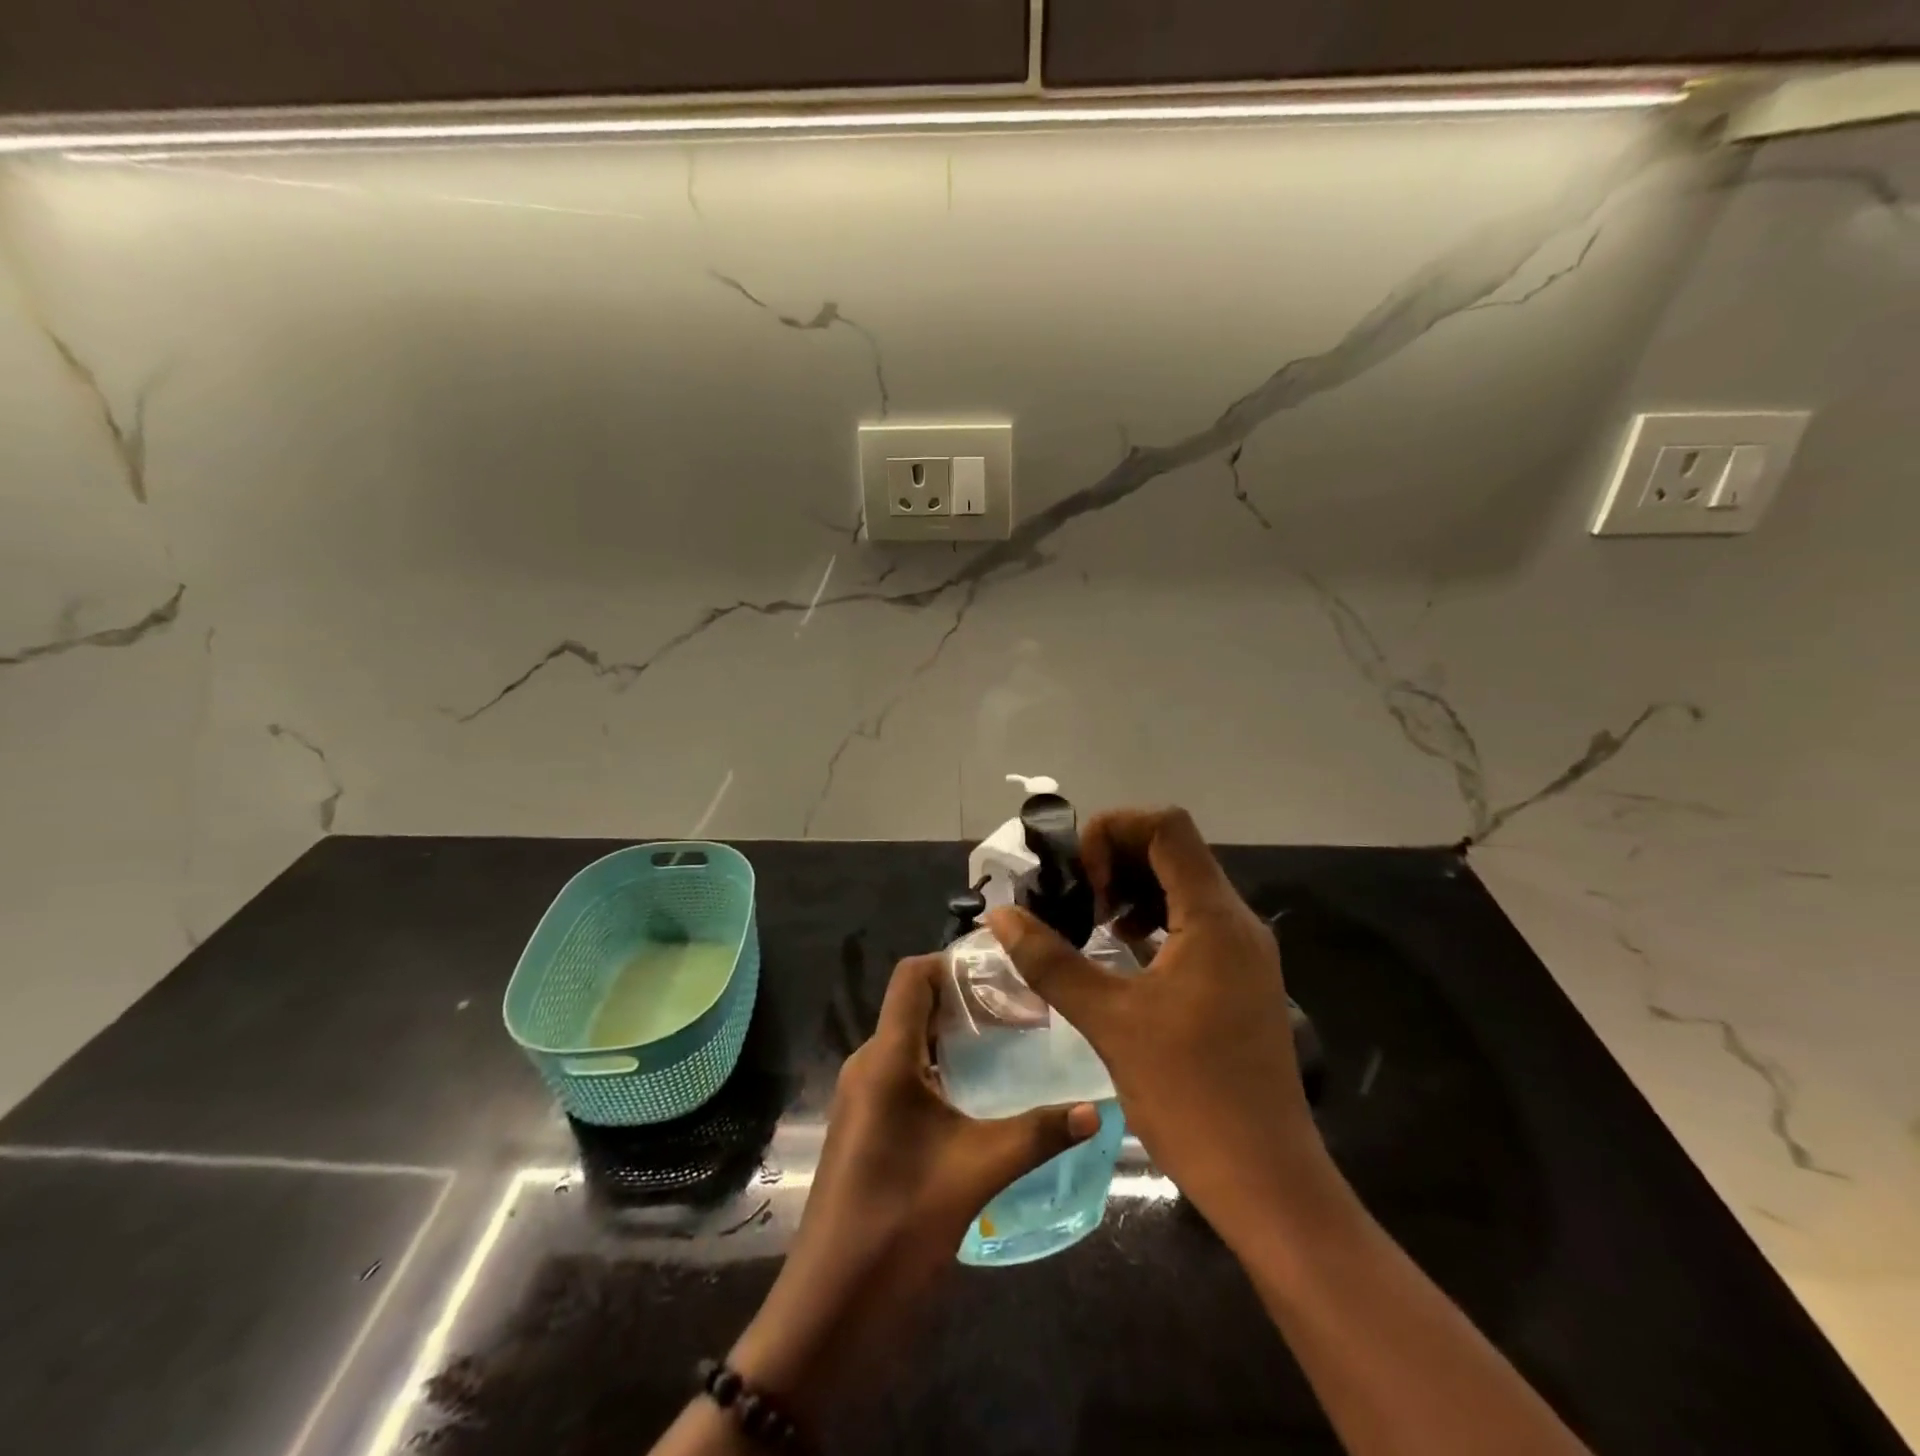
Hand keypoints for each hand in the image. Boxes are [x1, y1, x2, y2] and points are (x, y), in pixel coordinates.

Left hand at [729, 954, 1098, 1421]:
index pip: (912, 976)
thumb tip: (1098, 1108)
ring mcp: (863, 1096)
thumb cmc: (898, 1223)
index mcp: (886, 1058)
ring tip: (1010, 1044)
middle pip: (915, 1005)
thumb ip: (1038, 1134)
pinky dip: (942, 1067)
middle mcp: (869, 1064)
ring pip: (911, 1041)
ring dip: (955, 1036)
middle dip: (965, 999)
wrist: (830, 1308)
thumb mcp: (977, 1172)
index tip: (1003, 971)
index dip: (953, 962)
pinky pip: (905, 1073)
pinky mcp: (866, 1124)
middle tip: (1022, 1009)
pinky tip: (981, 1094)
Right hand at [986, 807, 1331, 1253]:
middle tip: (1077, 900)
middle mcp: (1236, 921)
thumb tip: (1001, 916)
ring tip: (1093, 924)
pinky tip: (1121, 952)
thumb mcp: (1109, 1021)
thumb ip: (1051, 960)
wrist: (1266, 1181)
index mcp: (1213, 917)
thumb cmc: (1189, 1095)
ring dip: (1133, 889)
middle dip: (1117, 859)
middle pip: (1174, 850)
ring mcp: (1243, 951)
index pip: (1166, 827)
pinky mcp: (1240, 978)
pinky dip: (1153, 920)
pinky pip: (1193, 922)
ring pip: (1184, 886)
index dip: (1114, 831)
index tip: (1079, 878)